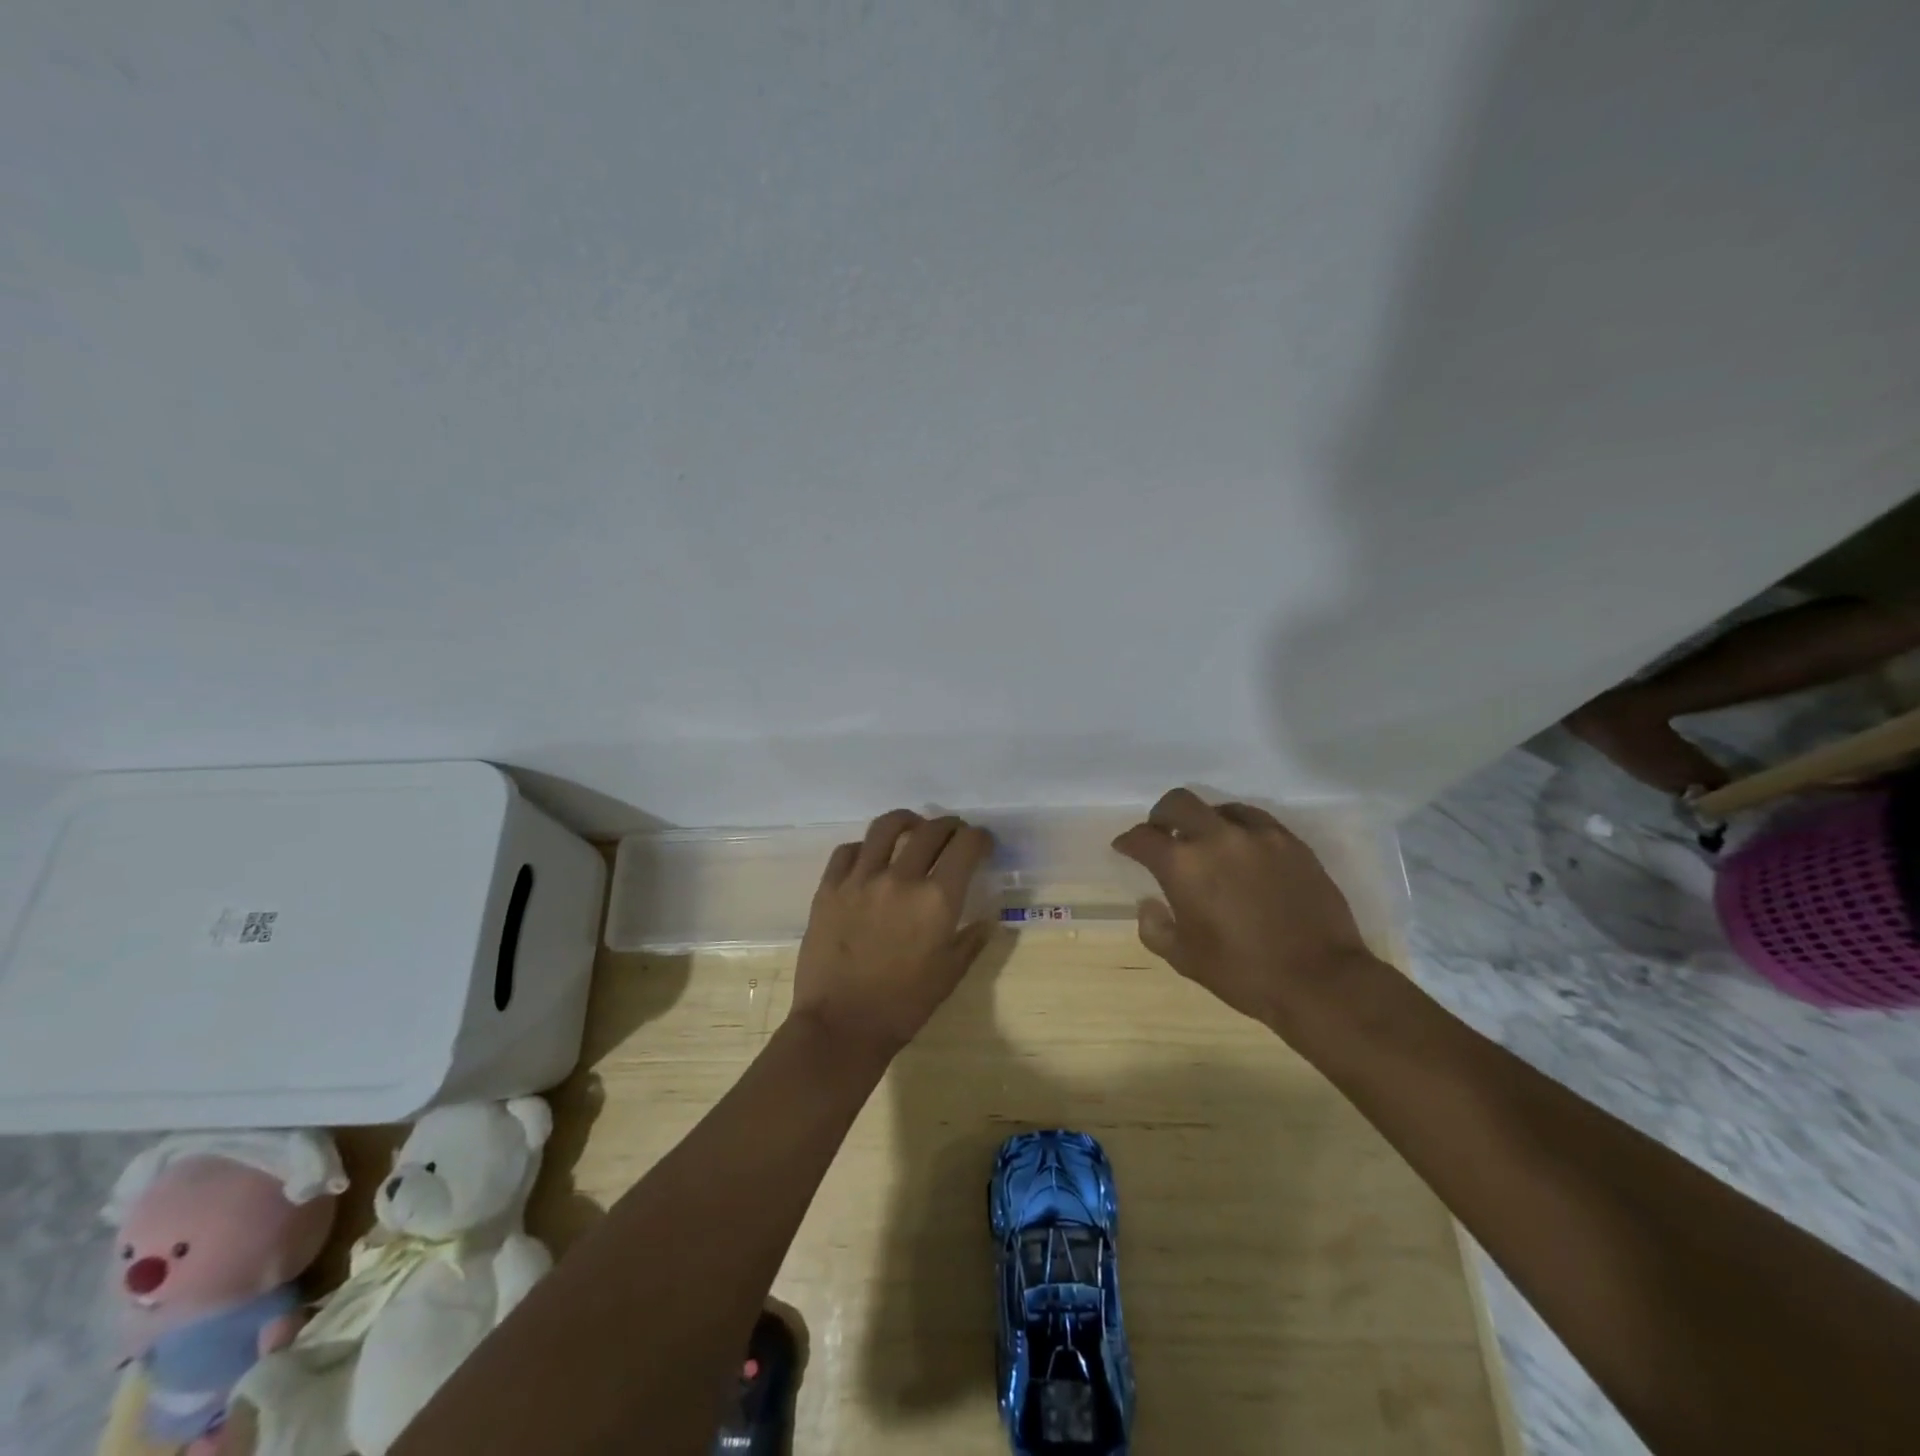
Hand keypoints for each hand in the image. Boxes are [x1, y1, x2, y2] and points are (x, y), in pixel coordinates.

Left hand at [791, 810, 997, 1058]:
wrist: (840, 1026)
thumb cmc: (903, 1006)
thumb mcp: (949, 975)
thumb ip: (972, 940)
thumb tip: (990, 919)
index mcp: (937, 900)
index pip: (966, 846)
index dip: (980, 839)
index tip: (982, 844)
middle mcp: (900, 878)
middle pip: (931, 830)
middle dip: (950, 826)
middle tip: (954, 834)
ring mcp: (860, 879)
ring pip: (886, 827)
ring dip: (907, 821)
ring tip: (913, 826)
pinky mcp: (829, 887)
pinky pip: (848, 850)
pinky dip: (865, 847)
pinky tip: (870, 856)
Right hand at [1112, 788, 1384, 1035]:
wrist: (1320, 980)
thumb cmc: (1243, 973)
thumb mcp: (1185, 959)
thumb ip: (1155, 928)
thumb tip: (1149, 904)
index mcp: (1183, 865)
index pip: (1143, 838)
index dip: (1128, 842)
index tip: (1125, 848)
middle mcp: (1216, 838)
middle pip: (1177, 803)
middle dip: (1161, 816)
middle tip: (1162, 834)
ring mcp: (1258, 835)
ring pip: (1219, 807)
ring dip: (1204, 821)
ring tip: (1207, 843)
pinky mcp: (1291, 842)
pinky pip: (1256, 820)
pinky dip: (1239, 828)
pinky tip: (1243, 849)